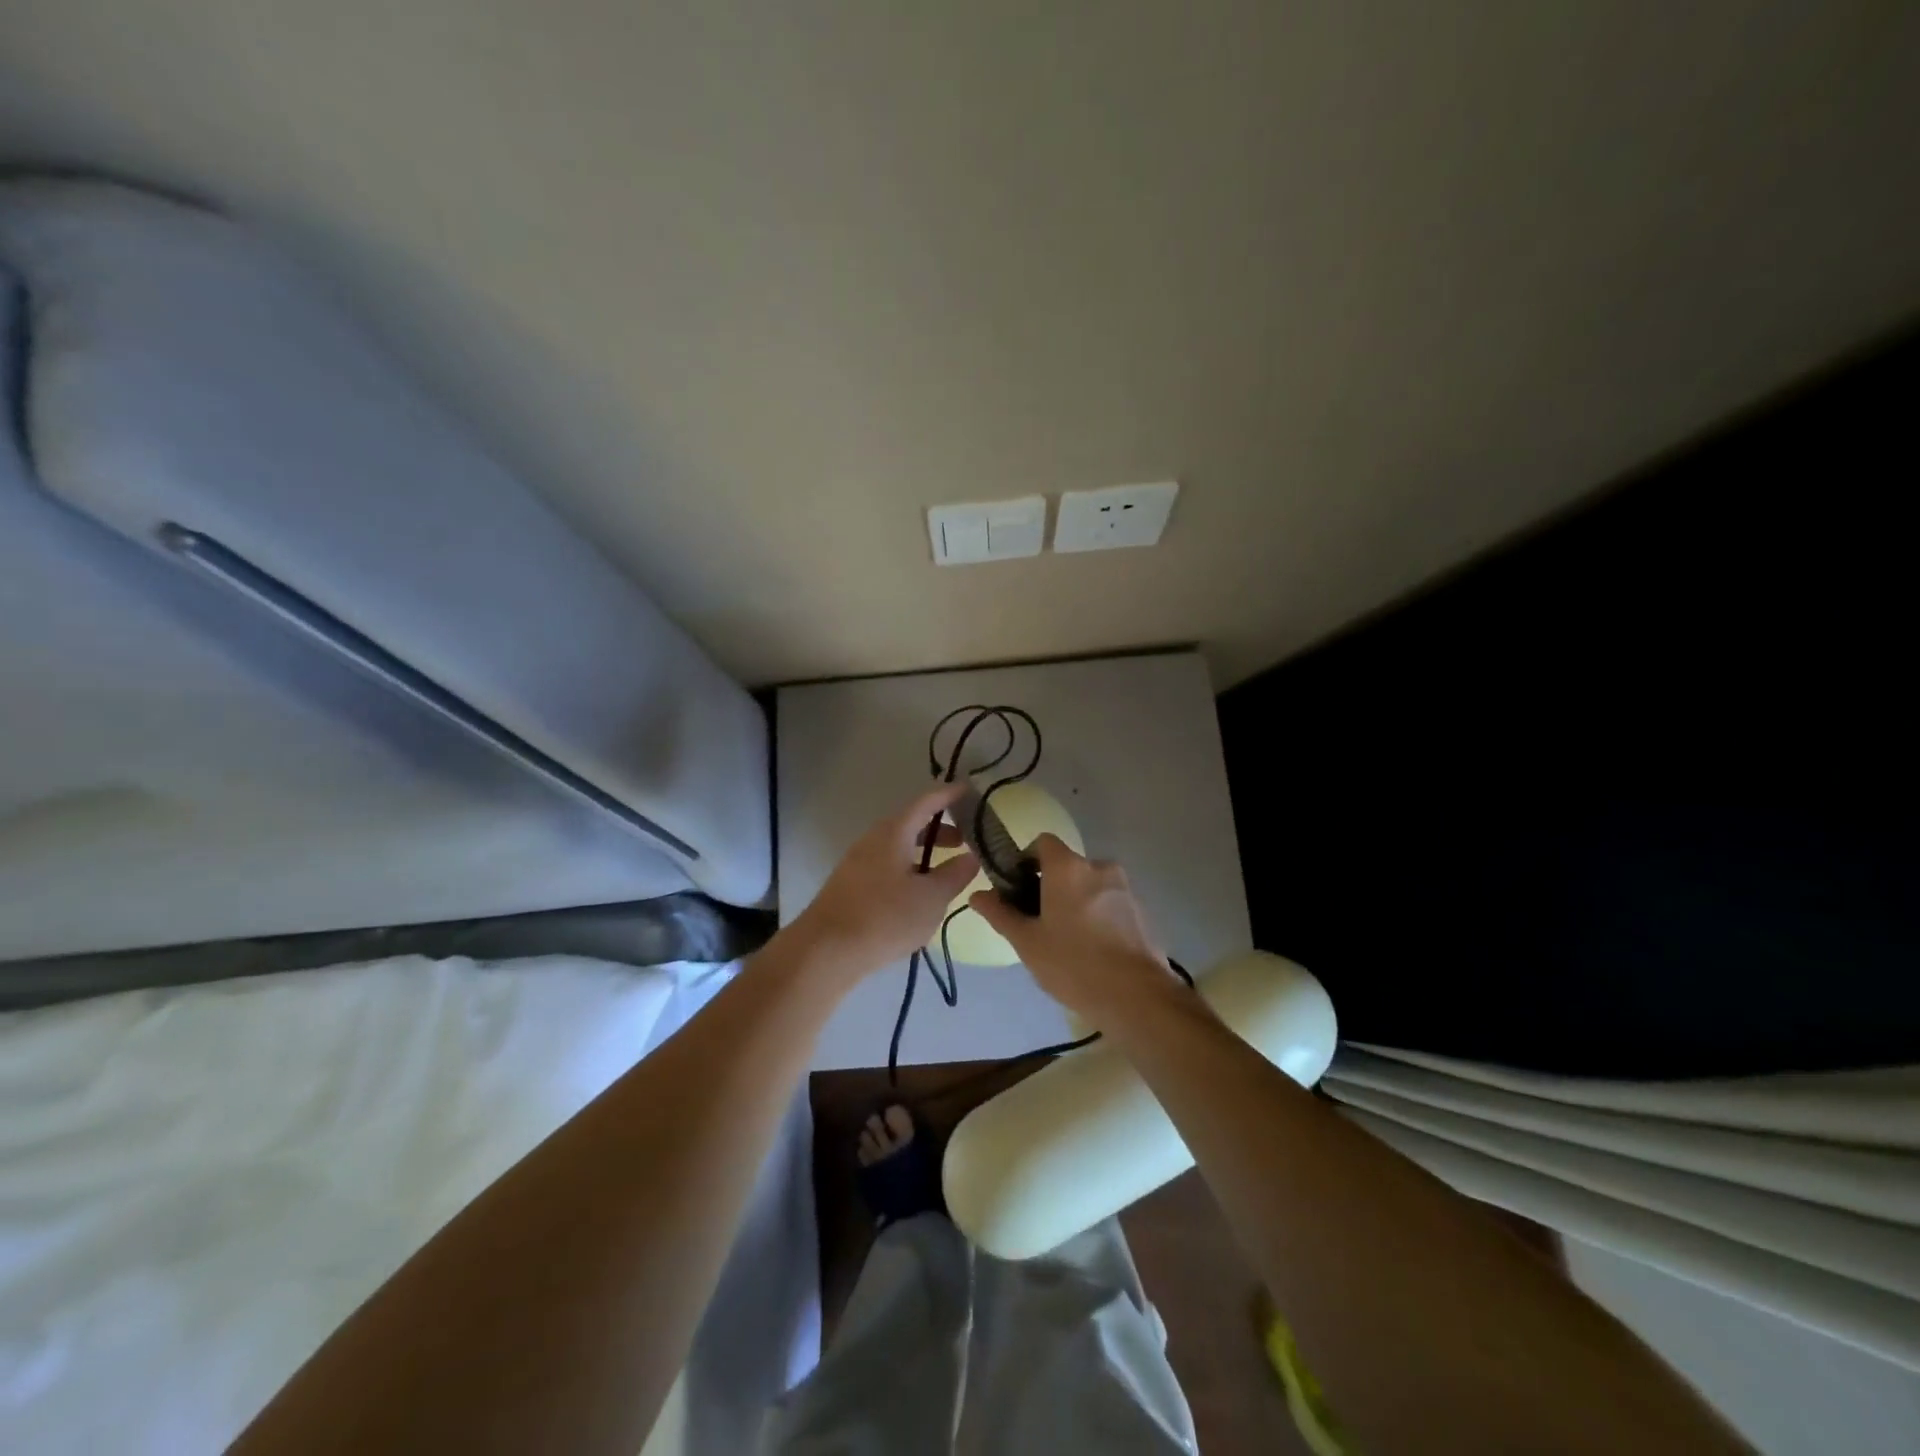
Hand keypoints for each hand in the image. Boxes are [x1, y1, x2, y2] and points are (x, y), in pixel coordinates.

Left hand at [788, 783, 979, 985]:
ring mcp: (858, 861)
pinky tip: (918, 893)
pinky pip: (887, 864)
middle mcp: (873, 839)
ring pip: (898, 846)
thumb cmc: (884, 918)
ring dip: (924, 851)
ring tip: (946, 870)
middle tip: (965, 840)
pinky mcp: (851, 884)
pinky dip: (908, 867)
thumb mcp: (931, 898)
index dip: (948, 794)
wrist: (825, 951)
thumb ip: (954, 875)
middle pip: (910, 823)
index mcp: (894, 832)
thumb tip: (971, 857)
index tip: (969, 790)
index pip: (926, 802)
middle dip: (939, 828)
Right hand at [969, 834, 1186, 1028]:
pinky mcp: (1141, 911)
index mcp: (1068, 867)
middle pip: (1066, 866)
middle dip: (1050, 886)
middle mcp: (1099, 867)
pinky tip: (1092, 950)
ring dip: (1075, 902)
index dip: (1026, 860)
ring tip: (1066, 941)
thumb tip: (977, 895)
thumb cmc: (1073, 964)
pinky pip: (1110, 903)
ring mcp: (1125, 888)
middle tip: (1038, 922)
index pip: (1042, 842)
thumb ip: (1000, 913)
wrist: (1137, 997)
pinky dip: (1097, 916)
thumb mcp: (1027, 942)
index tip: (1017, 889)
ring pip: (1089, 886)